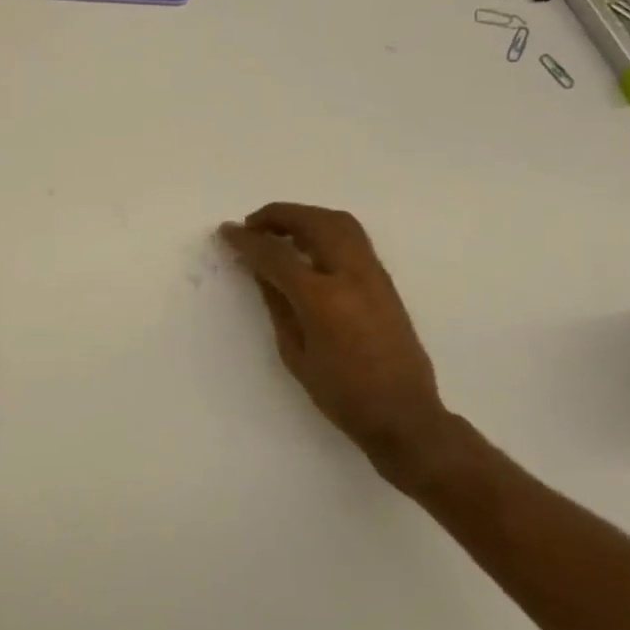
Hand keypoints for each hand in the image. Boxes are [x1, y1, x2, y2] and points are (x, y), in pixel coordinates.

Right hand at [219, 202, 460, 494]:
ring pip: (339, 222)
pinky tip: (309, 246)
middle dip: (278, 215)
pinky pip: (353, 237)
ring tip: (280, 230)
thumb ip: (277, 304)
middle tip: (252, 225)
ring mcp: (373, 274)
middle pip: (313, 222)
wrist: (403, 414)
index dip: (247, 240)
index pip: (277, 254)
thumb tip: (260, 270)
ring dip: (305, 217)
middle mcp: (350, 275)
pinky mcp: (385, 281)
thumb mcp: (295, 353)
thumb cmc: (341, 395)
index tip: (227, 231)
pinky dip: (325, 229)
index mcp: (322, 298)